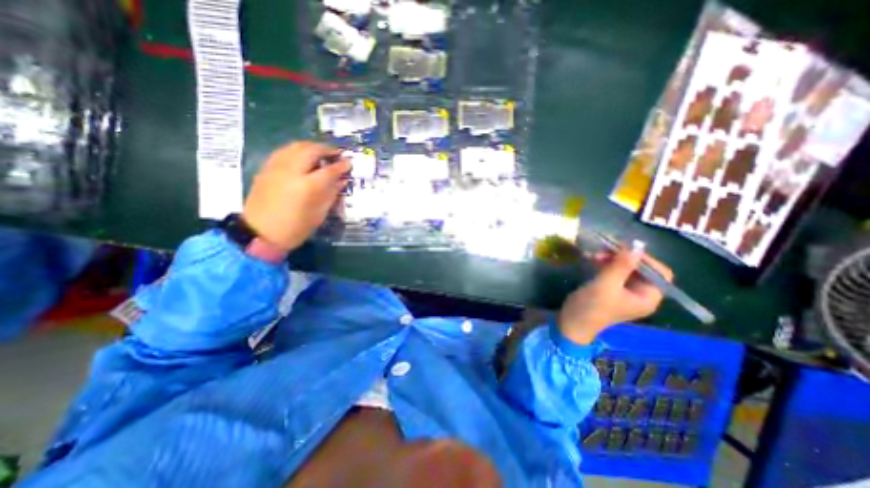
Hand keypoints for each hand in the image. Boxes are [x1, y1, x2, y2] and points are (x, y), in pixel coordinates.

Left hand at [240, 142, 348, 252]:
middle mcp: (292, 171)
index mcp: (308, 186)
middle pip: (312, 150)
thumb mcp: (319, 213)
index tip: (349, 162)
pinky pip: (285, 151)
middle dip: (327, 149)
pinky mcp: (266, 168)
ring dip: (312, 147)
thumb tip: (341, 180)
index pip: (329, 170)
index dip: (342, 165)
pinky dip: (297, 150)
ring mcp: (276, 167)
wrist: (260, 233)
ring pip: (296, 146)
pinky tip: (303, 157)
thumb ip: (331, 193)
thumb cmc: (296, 228)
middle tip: (337, 154)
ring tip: (321, 153)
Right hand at [557, 246, 671, 345]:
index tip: (625, 249)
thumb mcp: (606, 284)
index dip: (645, 259)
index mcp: (647, 297)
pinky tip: (592, 258)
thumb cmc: (592, 306)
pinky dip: (605, 264)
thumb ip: (621, 266)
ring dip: (612, 259)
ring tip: (595, 254)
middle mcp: (640, 294)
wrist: (572, 321)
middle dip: (624, 257)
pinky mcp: (610, 288)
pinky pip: (614, 271)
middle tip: (605, 250)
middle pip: (641, 269)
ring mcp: (624, 291)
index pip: (659, 273)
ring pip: (626, 268)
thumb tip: (636, 246)